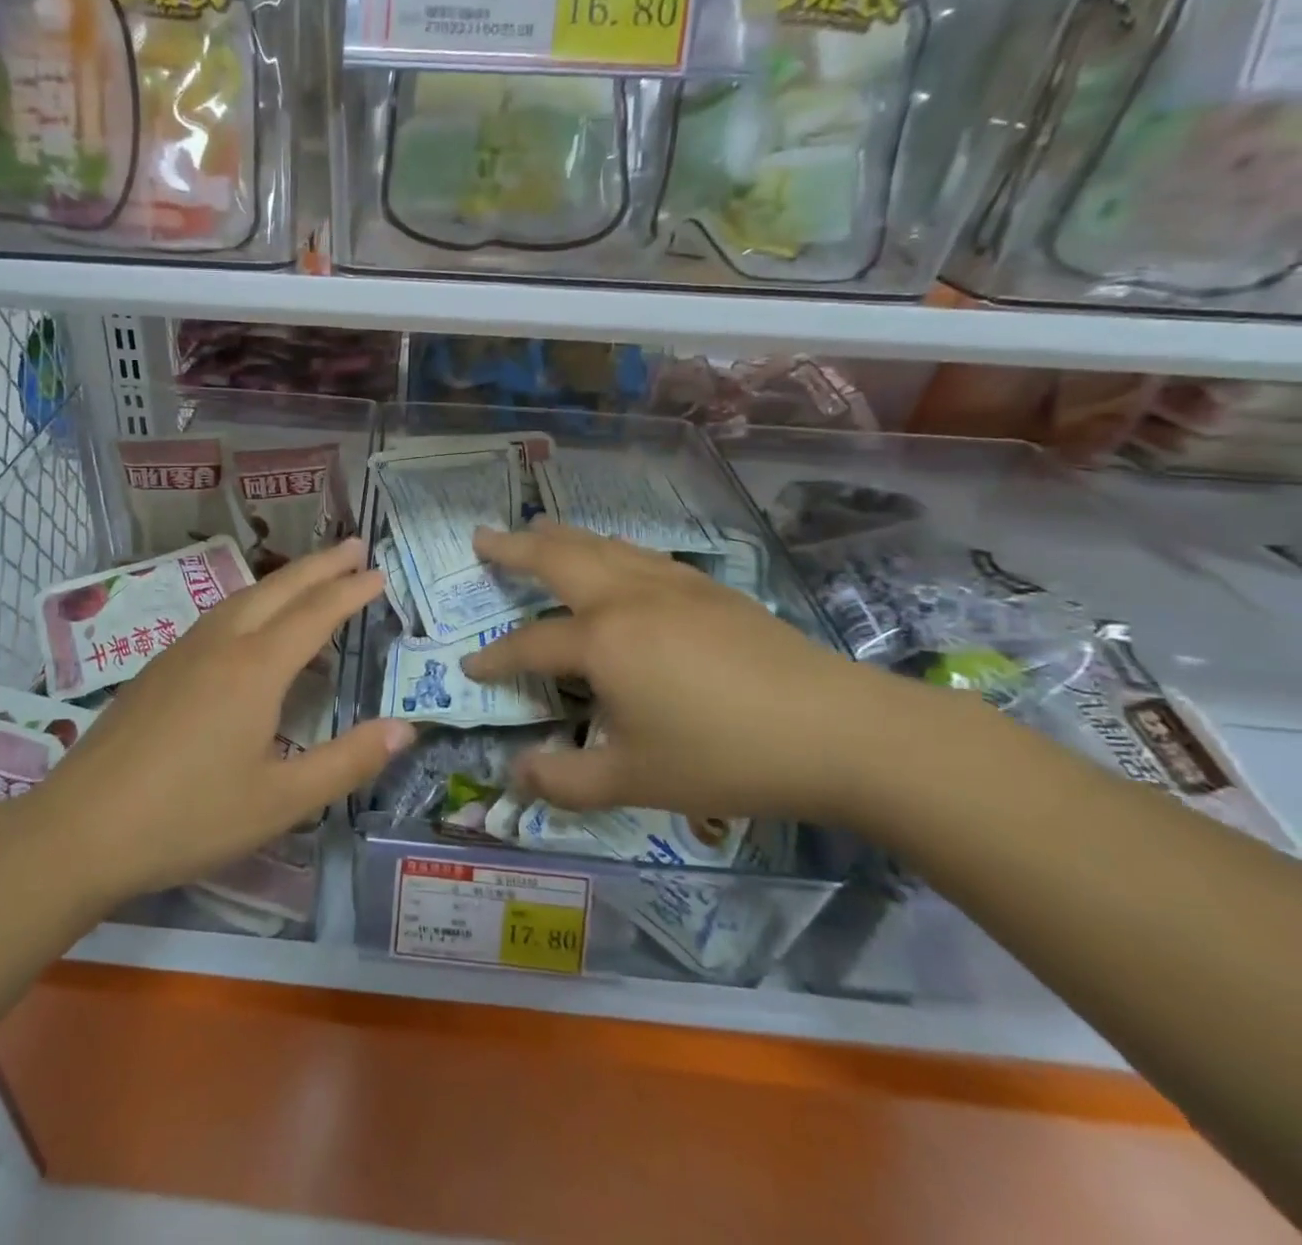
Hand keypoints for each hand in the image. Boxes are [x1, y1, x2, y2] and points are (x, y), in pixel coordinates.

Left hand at [27, 538, 412, 903]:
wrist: (80, 829)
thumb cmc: (189, 817)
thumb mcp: (281, 801)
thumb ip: (347, 762)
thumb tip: (405, 729)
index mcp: (255, 668)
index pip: (316, 614)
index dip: (351, 591)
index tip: (379, 571)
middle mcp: (220, 644)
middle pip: (279, 589)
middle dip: (320, 565)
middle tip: (354, 545)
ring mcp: (182, 651)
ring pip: (243, 598)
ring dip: (283, 581)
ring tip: (311, 579)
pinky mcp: (156, 668)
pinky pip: (217, 617)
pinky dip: (252, 605)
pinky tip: (250, 627)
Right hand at [461, 521, 956, 823]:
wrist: (840, 730)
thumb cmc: (727, 756)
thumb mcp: (635, 781)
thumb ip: (565, 780)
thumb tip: (515, 776)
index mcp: (603, 641)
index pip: (530, 643)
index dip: (495, 656)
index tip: (470, 667)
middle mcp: (628, 598)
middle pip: (558, 559)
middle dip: (514, 548)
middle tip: (481, 537)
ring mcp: (673, 586)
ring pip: (602, 546)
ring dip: (561, 537)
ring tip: (536, 529)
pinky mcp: (709, 589)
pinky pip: (640, 554)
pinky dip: (608, 547)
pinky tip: (615, 556)